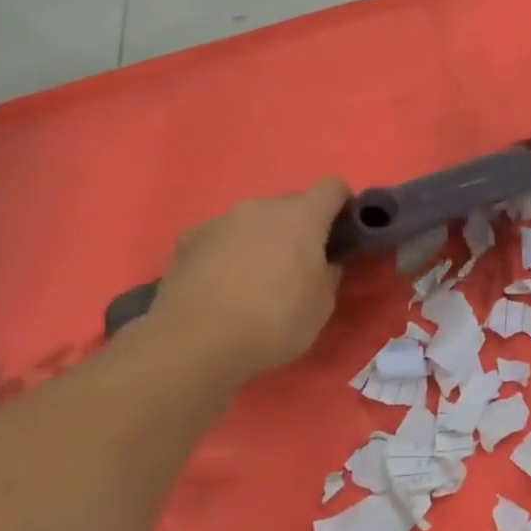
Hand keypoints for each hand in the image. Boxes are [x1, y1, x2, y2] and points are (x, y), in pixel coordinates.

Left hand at [146, 178, 349, 379]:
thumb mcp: (322, 304)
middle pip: (291, 204)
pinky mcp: (187, 241)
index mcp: (302, 216)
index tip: (341, 234)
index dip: (342, 206)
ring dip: (262, 239)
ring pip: (254, 221)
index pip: (332, 187)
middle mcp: (261, 207)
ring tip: (255, 280)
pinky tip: (221, 287)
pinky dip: (227, 253)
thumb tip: (326, 260)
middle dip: (300, 227)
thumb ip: (329, 271)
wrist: (195, 344)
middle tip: (299, 266)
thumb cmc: (275, 321)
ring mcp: (221, 221)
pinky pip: (221, 237)